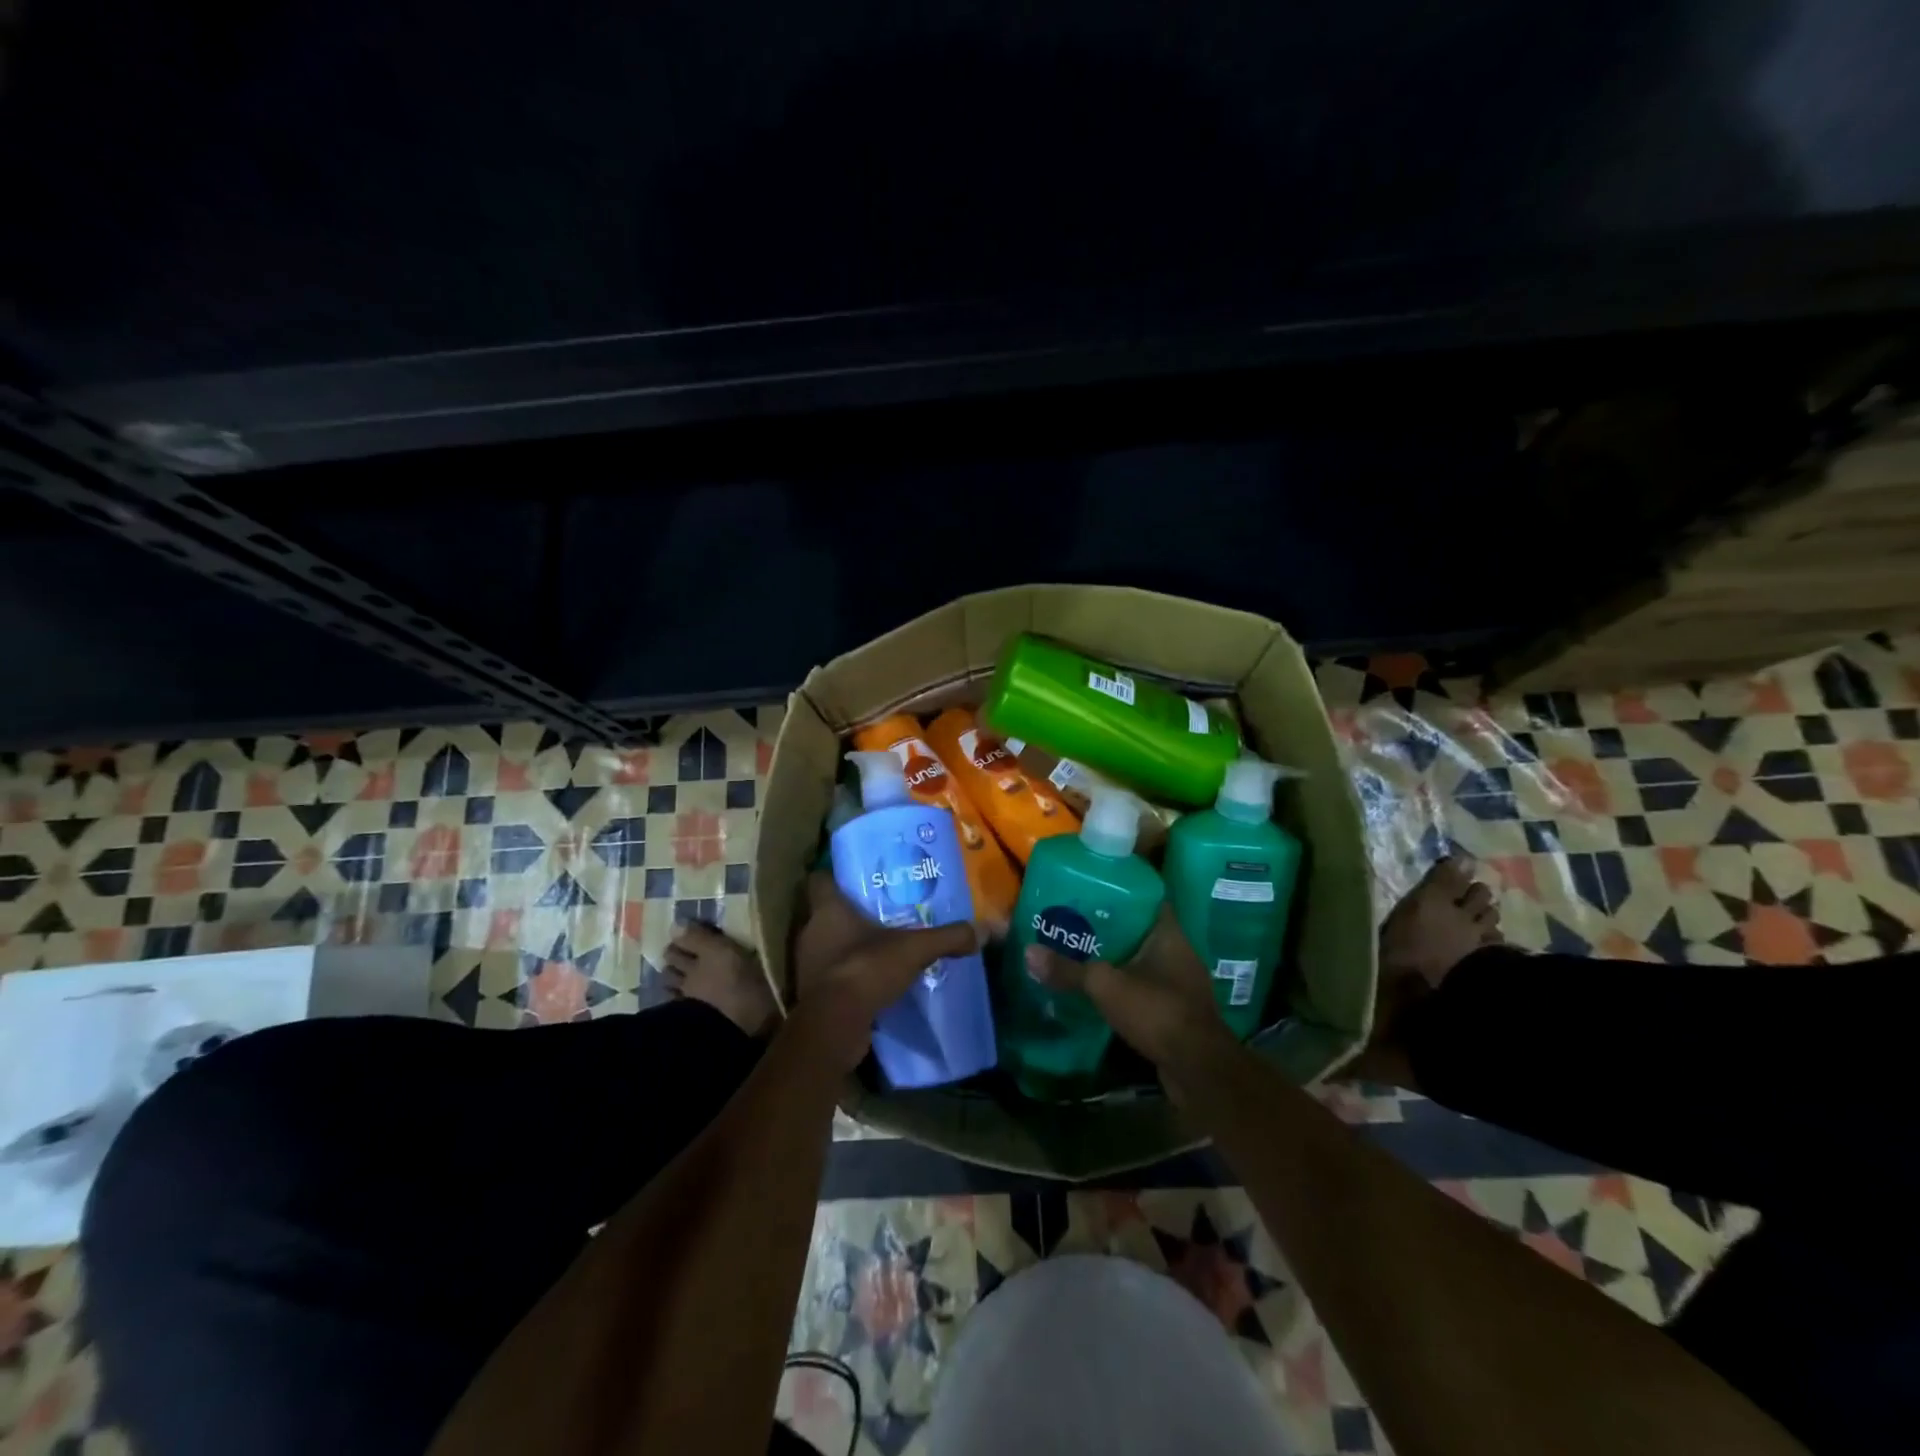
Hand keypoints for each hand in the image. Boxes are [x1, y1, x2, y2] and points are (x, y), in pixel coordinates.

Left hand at [790, 872, 979, 1070]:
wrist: (835, 1026)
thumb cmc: (866, 968)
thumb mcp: (914, 949)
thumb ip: (948, 937)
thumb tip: (985, 929)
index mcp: (826, 910)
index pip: (819, 881)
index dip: (835, 877)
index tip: (856, 878)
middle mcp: (811, 932)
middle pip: (826, 914)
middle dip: (850, 913)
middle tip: (881, 912)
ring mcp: (808, 965)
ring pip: (829, 945)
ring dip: (850, 946)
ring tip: (882, 945)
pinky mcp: (813, 994)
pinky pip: (833, 975)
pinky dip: (850, 975)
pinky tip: (874, 979)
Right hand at [1025, 907, 1236, 1098]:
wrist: (1198, 1070)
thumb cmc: (1157, 1011)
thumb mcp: (1105, 986)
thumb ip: (1069, 970)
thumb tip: (1028, 951)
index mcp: (1169, 934)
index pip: (1147, 898)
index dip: (1120, 891)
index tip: (1090, 891)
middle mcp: (1178, 953)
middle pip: (1139, 931)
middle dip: (1109, 929)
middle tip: (1073, 923)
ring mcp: (1180, 984)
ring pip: (1141, 962)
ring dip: (1116, 960)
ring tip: (1079, 955)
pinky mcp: (1176, 1012)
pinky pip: (1144, 989)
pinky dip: (1124, 988)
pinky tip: (1098, 992)